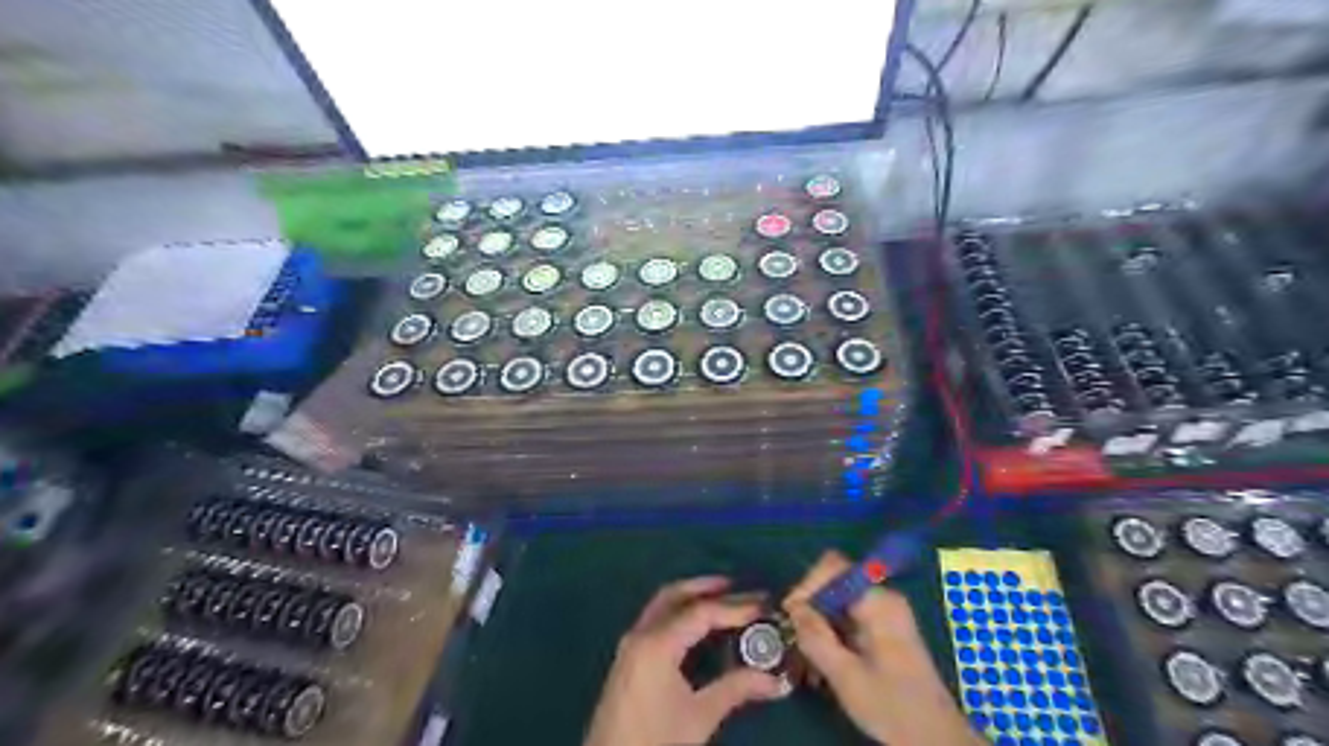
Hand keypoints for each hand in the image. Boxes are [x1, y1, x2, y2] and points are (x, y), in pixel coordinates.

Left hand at [583, 577, 787, 745]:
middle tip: (738, 587)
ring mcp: (630, 646)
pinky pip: (655, 621)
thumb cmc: (656, 742)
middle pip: (674, 596)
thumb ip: (737, 690)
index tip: (763, 604)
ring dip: (690, 598)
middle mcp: (640, 635)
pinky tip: (697, 627)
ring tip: (721, 599)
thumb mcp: (700, 717)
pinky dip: (678, 613)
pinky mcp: (628, 660)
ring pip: (662, 606)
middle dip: (706, 588)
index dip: (734, 607)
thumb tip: (777, 681)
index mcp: (656, 644)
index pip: (700, 612)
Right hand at [782, 550, 984, 745]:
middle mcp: (883, 599)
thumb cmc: (894, 708)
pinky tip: (823, 664)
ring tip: (806, 658)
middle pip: (834, 584)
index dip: (807, 585)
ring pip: (838, 602)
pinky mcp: (884, 629)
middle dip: (811, 608)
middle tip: (795, 640)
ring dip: (819, 625)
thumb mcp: (846, 677)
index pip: (833, 567)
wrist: (937, 739)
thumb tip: (793, 608)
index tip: (791, 615)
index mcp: (878, 603)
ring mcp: (885, 613)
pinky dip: (832, 634)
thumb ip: (816, 638)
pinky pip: (848, 617)